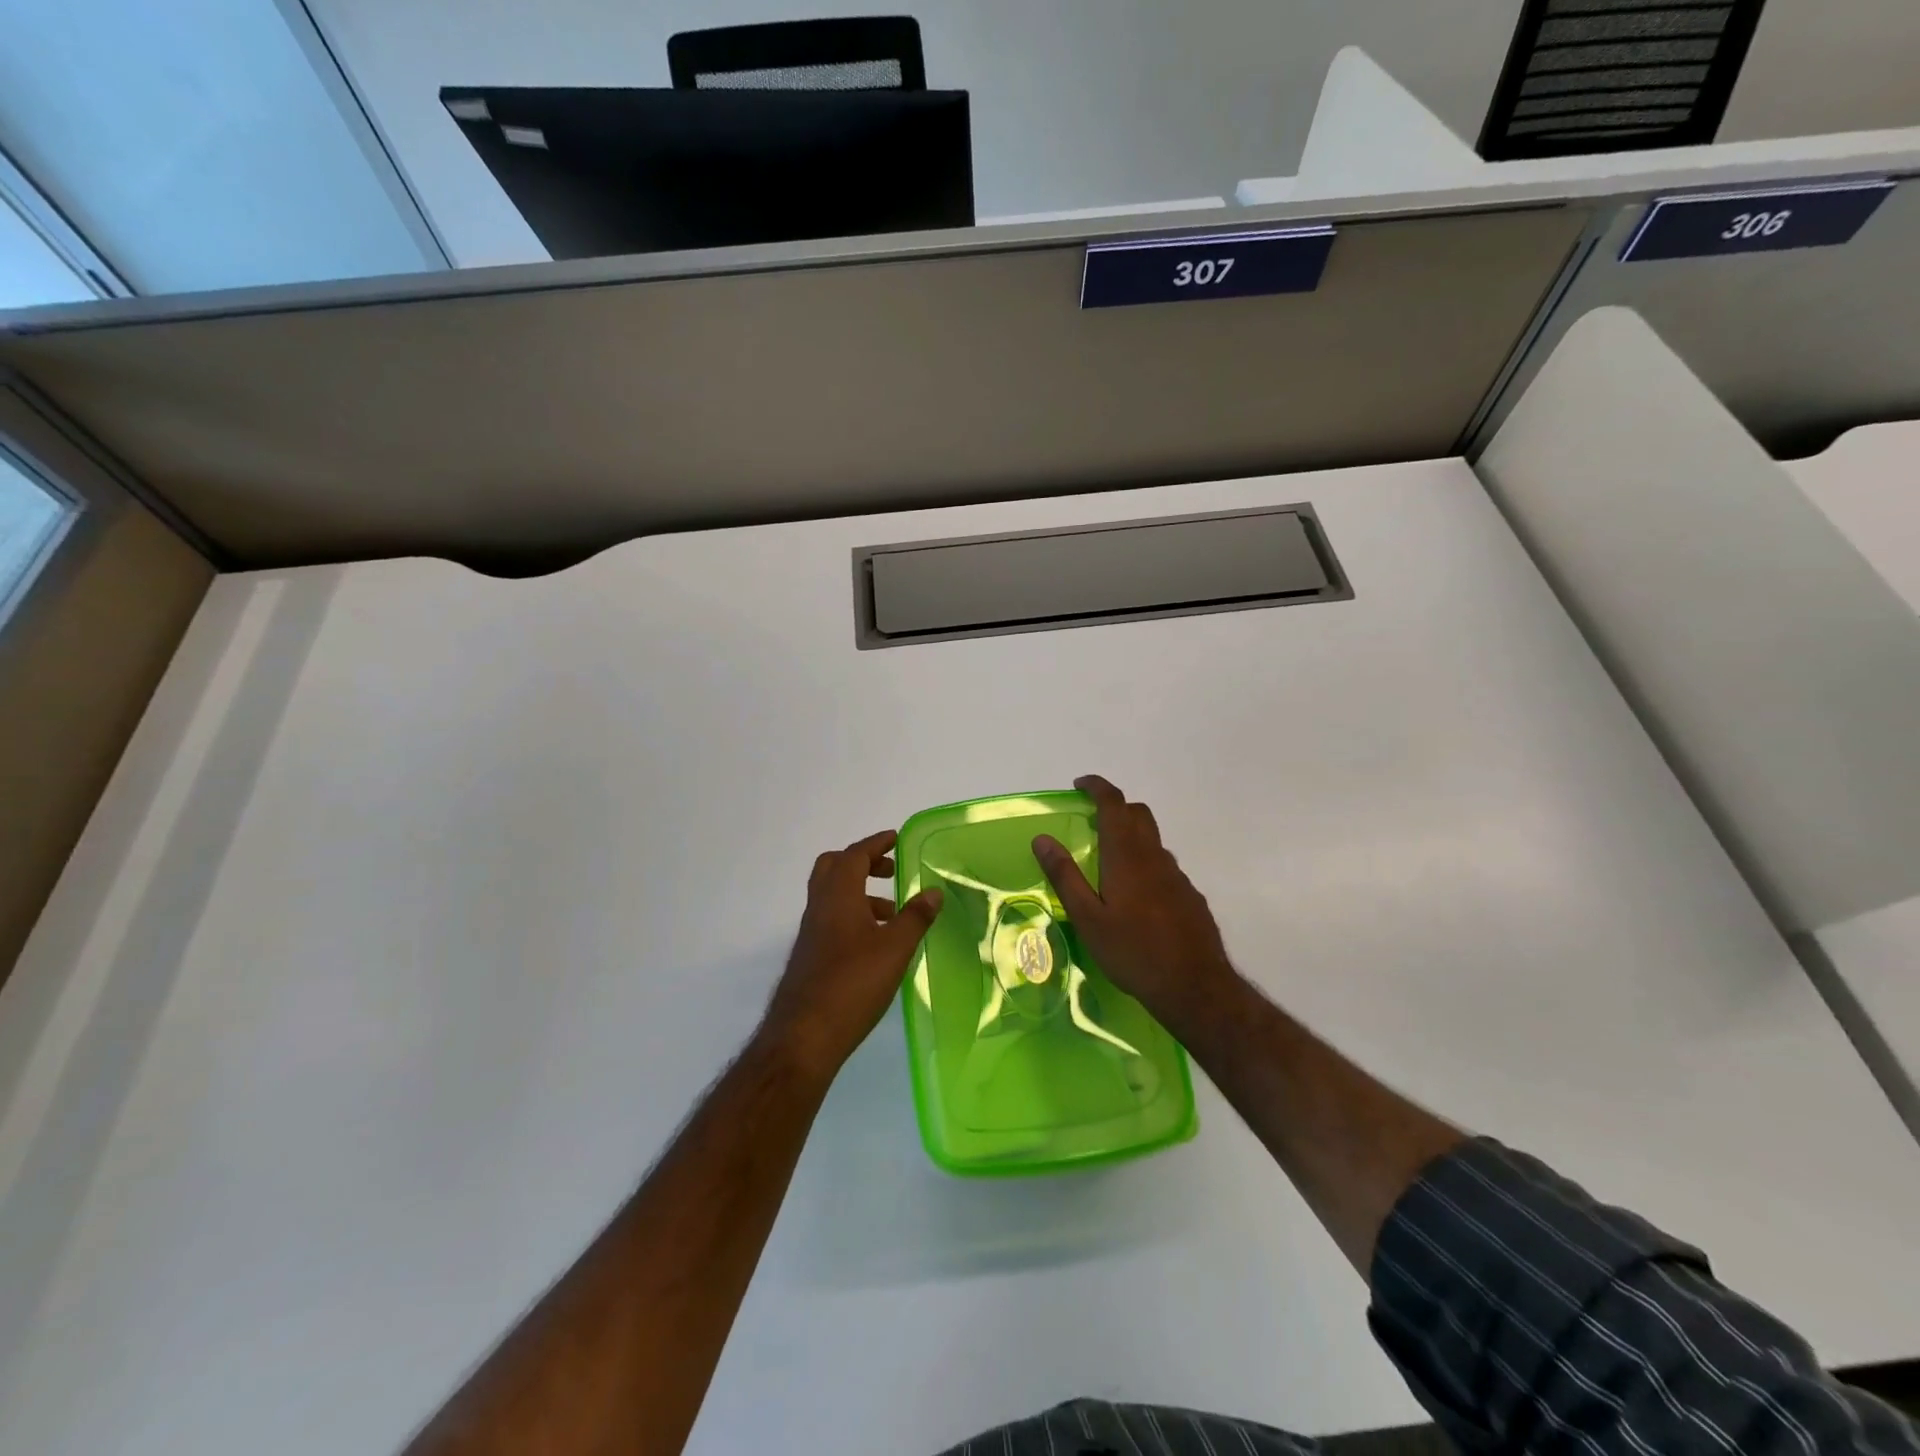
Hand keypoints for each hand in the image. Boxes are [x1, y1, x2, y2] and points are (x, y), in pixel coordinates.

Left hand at [760, 830, 943, 1079]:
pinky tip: (874, 942)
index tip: (895, 838)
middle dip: (862, 862)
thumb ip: (915, 917)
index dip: (875, 843)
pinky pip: (831, 918)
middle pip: (833, 867)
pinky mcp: (810, 955)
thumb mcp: (894, 948)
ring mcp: (811, 932)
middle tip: (890, 871)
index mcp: (838, 896)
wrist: (804, 1035)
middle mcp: (819, 906)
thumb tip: (933, 892)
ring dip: (860, 892)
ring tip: (891, 912)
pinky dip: (852, 915)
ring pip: (832, 895)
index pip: (854, 855)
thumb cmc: (853, 984)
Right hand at [1034, 776, 1241, 1034]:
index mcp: (1127, 856)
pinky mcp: (1191, 896)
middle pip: (1139, 814)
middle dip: (1116, 807)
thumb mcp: (1088, 918)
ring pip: (1153, 842)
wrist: (1195, 987)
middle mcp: (1155, 857)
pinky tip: (1138, 901)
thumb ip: (1065, 876)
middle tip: (1092, 821)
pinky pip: (1165, 868)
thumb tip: (1042, 839)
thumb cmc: (1133, 952)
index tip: (1080, 784)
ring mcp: (1177, 876)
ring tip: (1110, 867)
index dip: (1097, 786)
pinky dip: (1147, 866)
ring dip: (1132, 838)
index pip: (1114, 803)